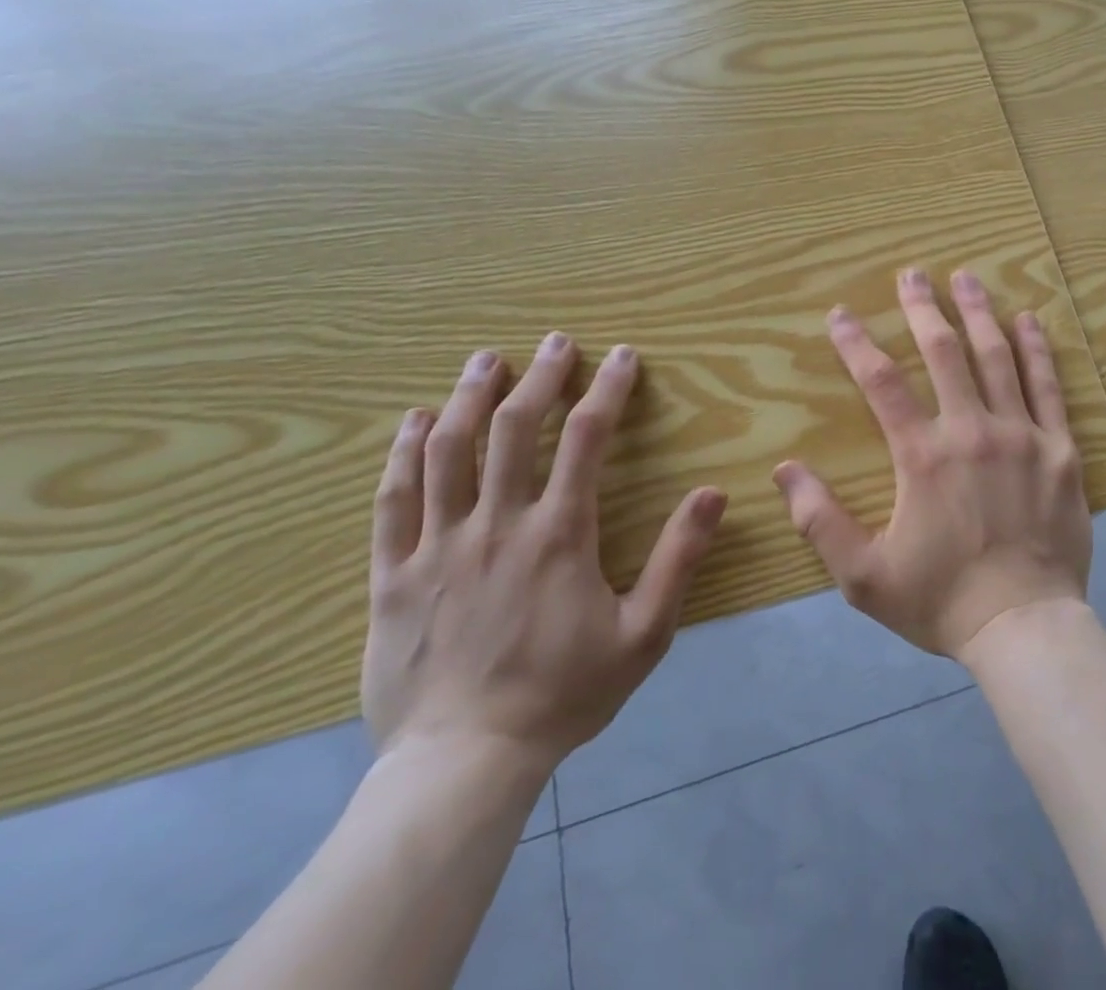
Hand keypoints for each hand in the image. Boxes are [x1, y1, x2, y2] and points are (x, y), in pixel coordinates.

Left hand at [361, 334, 726, 773]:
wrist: (463, 764)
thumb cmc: (563, 694)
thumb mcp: (645, 633)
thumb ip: (679, 559)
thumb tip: (713, 493)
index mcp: (558, 534)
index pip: (585, 439)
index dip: (606, 390)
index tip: (621, 356)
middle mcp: (496, 524)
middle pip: (513, 428)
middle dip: (540, 376)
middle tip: (555, 341)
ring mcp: (437, 547)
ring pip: (447, 451)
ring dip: (469, 397)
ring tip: (485, 359)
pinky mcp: (392, 576)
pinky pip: (392, 500)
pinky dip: (403, 453)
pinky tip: (415, 421)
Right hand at [775, 268, 1091, 659]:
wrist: (1024, 626)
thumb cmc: (941, 601)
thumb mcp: (864, 576)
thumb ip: (820, 521)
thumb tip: (783, 469)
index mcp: (923, 456)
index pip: (881, 383)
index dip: (856, 344)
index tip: (840, 314)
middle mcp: (972, 430)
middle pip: (943, 353)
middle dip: (923, 308)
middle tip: (912, 274)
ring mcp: (1022, 435)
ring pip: (997, 357)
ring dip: (978, 313)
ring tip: (966, 277)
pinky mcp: (1060, 448)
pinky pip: (1049, 386)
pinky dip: (1037, 349)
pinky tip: (1027, 320)